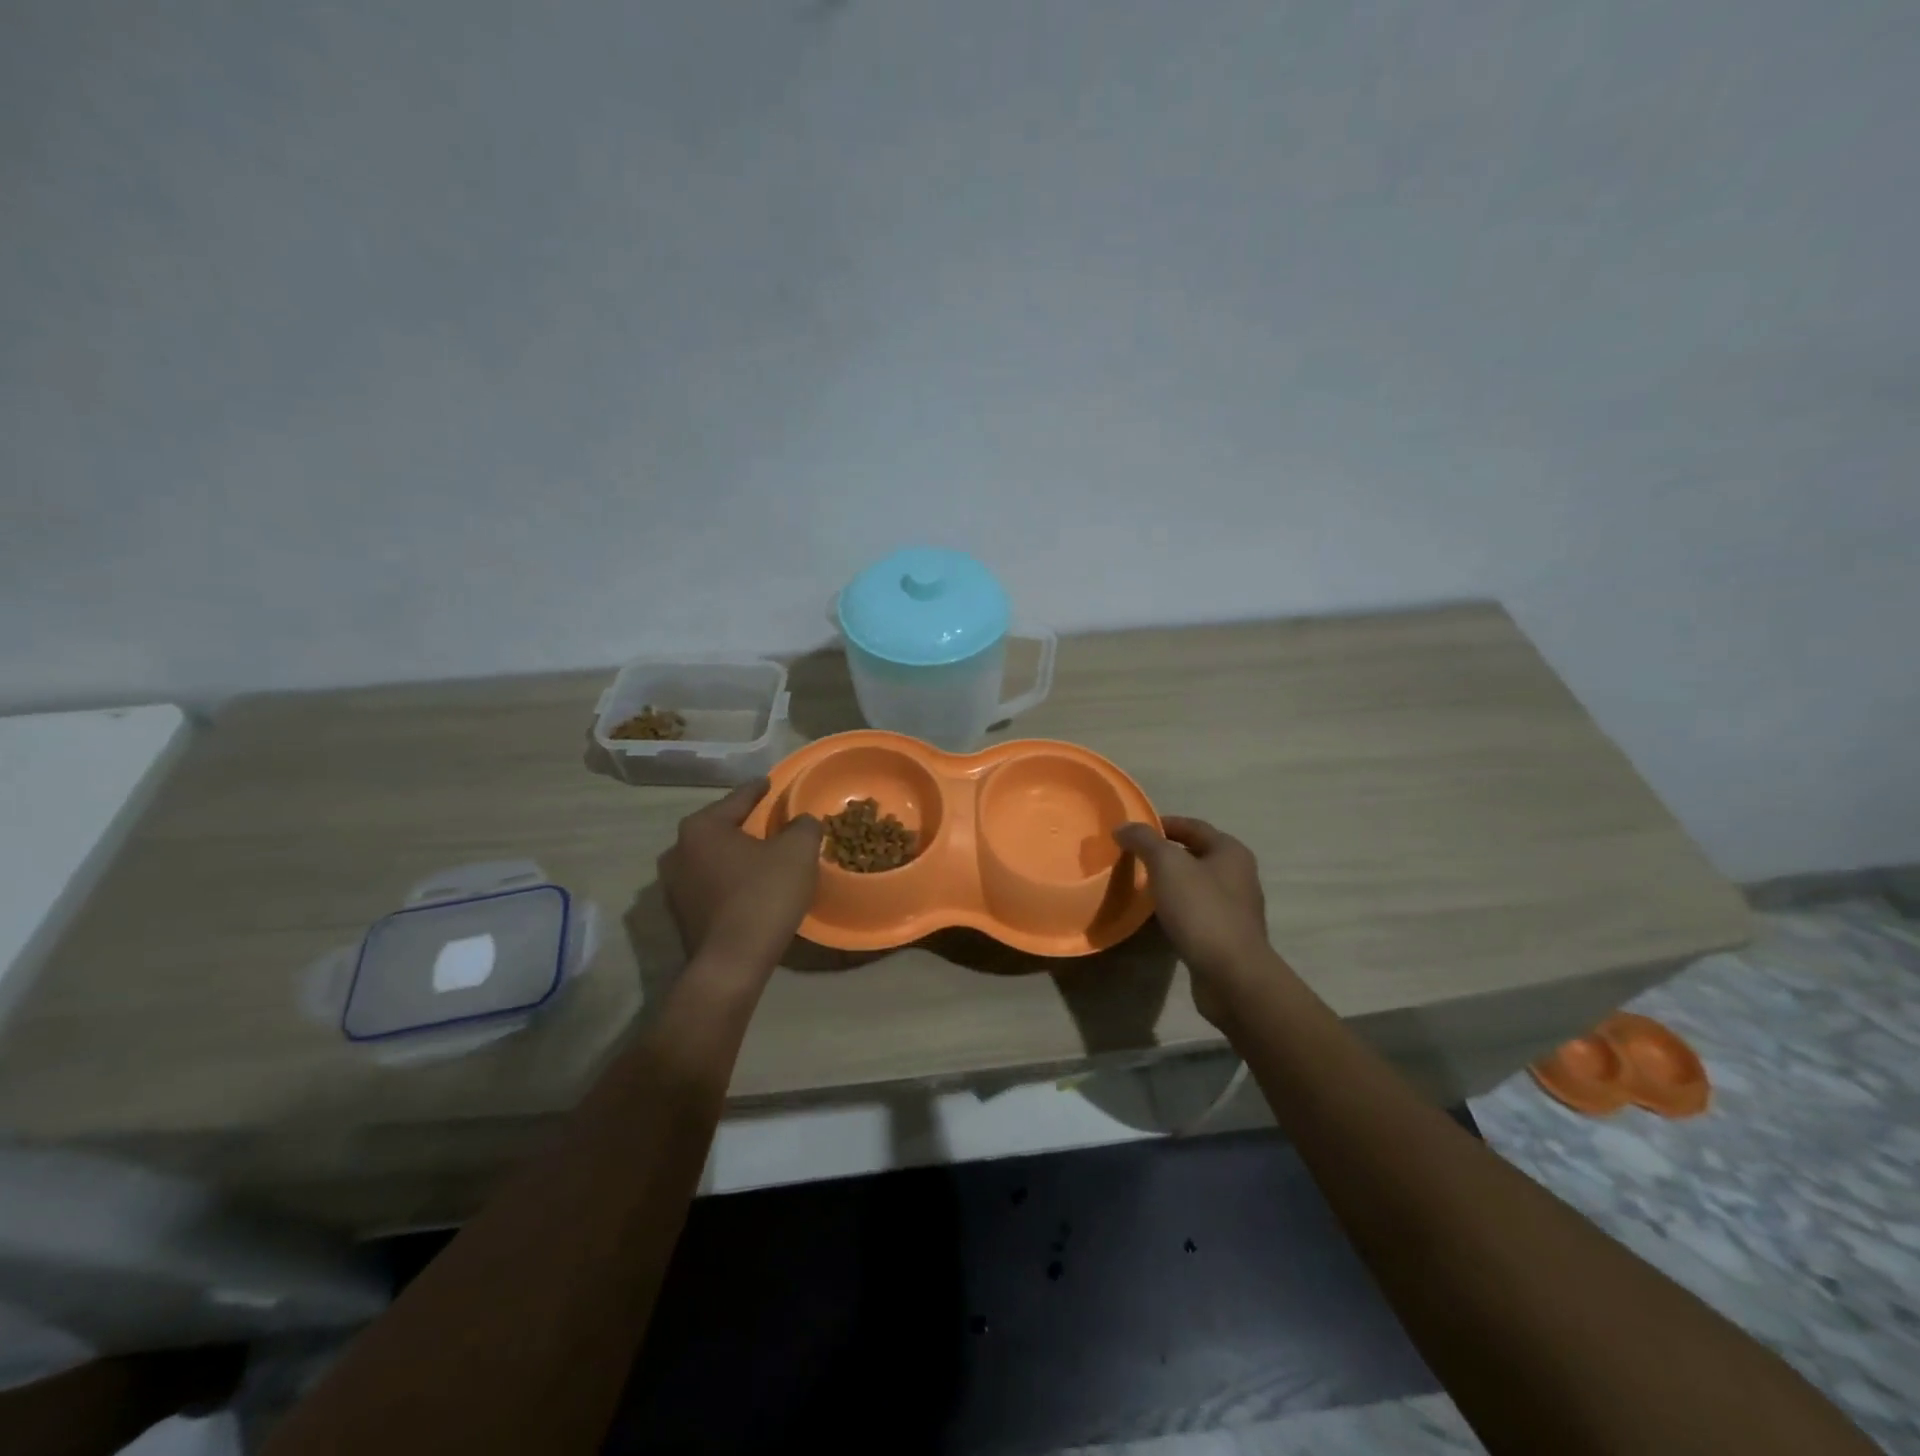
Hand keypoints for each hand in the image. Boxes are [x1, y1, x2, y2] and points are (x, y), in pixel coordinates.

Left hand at [657, 779, 822, 984]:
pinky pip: (711, 883)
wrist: (731, 963)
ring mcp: (673, 885)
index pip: (739, 798)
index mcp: (702, 827)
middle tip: (774, 823)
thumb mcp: (798, 851)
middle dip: (748, 824)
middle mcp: (678, 850)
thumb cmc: (763, 896)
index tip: (773, 783)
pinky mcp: (680, 914)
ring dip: (738, 855)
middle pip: (723, 827)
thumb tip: (801, 822)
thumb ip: (803, 826)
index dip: (761, 789)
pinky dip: (730, 879)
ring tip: (765, 856)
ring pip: (714, 857)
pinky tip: (752, 887)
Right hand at [1113, 816, 1277, 1029]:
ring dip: (1170, 883)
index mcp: (1230, 851)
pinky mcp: (1227, 936)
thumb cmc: (1201, 910)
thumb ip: (1143, 840)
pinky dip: (1176, 909)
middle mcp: (1238, 875)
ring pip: (1195, 885)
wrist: (1232, 975)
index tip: (1133, 832)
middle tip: (1132, 858)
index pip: (1193, 826)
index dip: (1162, 824)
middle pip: (1195, 855)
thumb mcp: (1167, 864)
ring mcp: (1235, 908)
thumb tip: (1123, 827)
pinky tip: (1157, 918)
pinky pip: (1196, 912)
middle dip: (1164, 855)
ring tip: (1139, 887)